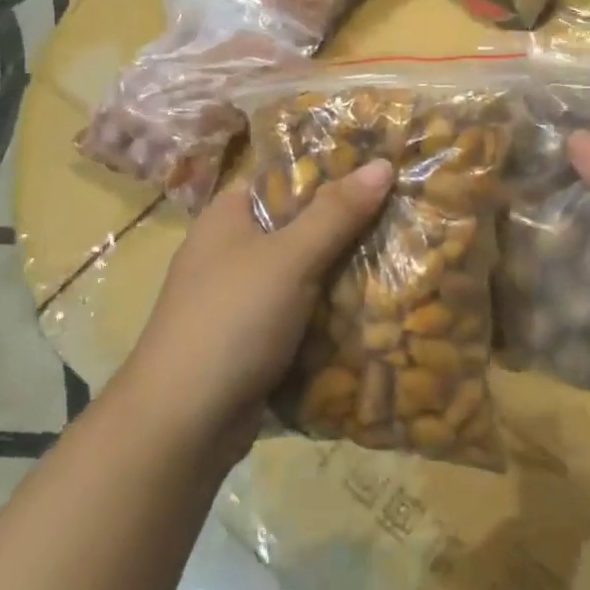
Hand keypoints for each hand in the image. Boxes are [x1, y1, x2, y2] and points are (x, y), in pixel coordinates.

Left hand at [122, 160, 393, 462]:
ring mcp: (243, 298)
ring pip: (307, 272)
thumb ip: (336, 212)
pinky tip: (378, 307)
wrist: (182, 426)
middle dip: (350, 224)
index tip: (384, 168)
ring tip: (408, 256)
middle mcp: (233, 250)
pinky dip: (333, 310)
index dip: (333, 168)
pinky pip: (304, 312)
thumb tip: (383, 164)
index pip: (286, 176)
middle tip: (407, 213)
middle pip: (301, 224)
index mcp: (229, 216)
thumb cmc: (231, 321)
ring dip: (346, 271)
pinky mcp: (255, 339)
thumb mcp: (289, 258)